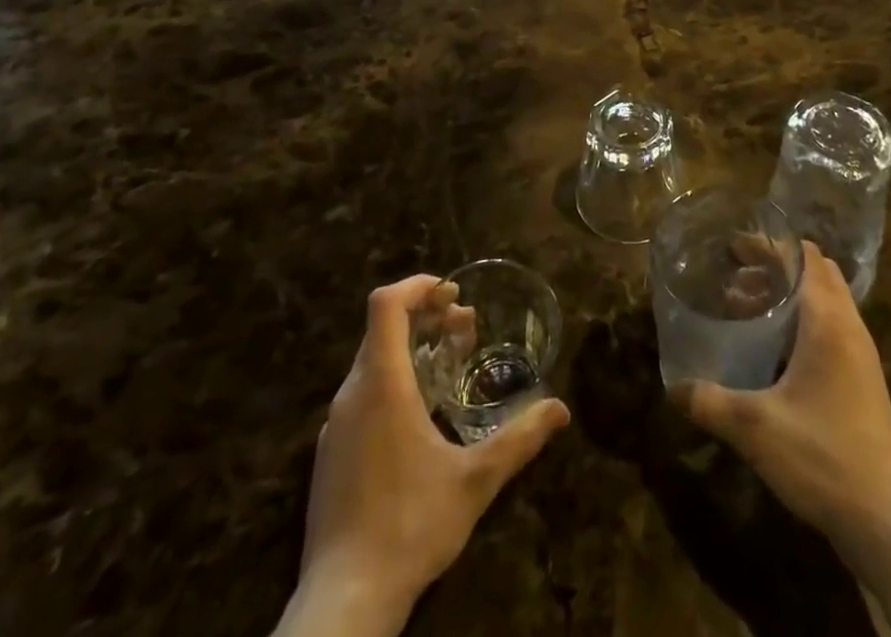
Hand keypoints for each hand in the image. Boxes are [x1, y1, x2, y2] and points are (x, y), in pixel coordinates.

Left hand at [276, 276, 569, 636]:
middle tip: (466, 326)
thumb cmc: (409, 526)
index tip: (452, 292)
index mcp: (381, 384)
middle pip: (382, 329)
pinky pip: (362, 394)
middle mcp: (352, 394)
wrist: (342, 604)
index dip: (417, 286)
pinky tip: (421, 414)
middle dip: (426, 317)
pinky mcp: (330, 455)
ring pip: (372, 362)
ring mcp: (335, 426)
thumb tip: (561, 408)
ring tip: (450, 363)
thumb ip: (520, 439)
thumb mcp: (475, 480)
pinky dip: (393, 380)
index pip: (385, 304)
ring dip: (411, 349)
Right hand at [669, 243, 890, 555]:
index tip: (733, 248)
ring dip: (789, 294)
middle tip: (736, 276)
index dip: (769, 245)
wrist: (887, 519)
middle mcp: (848, 326)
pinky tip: (773, 351)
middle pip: (816, 271)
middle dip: (776, 266)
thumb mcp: (755, 428)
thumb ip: (710, 402)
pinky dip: (802, 320)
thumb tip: (672, 387)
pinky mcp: (862, 378)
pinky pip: (831, 326)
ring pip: (825, 299)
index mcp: (828, 320)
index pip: (803, 256)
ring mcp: (860, 353)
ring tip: (745, 310)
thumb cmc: (823, 456)